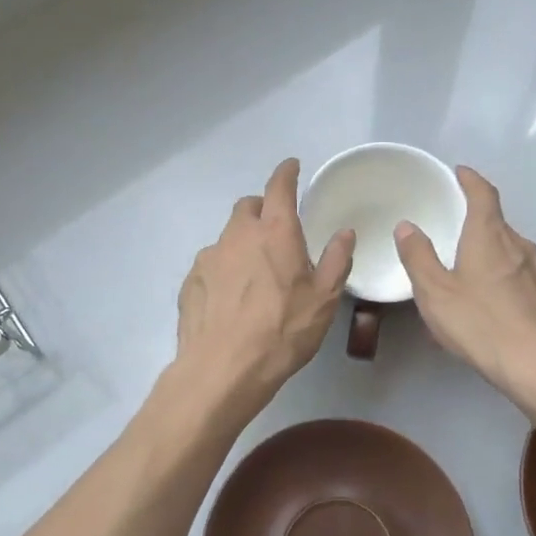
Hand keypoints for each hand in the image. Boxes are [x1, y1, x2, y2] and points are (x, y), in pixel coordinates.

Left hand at [176, 159, 355, 407]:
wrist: (223, 369)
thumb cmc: (283, 331)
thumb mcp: (324, 299)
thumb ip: (337, 260)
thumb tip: (345, 232)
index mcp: (275, 232)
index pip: (279, 187)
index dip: (286, 173)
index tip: (292, 166)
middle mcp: (238, 235)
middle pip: (247, 207)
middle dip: (262, 209)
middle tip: (276, 231)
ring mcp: (209, 257)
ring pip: (227, 237)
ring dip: (242, 243)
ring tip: (255, 275)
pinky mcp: (190, 281)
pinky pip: (211, 265)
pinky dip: (224, 270)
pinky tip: (232, 299)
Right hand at [395, 167, 535, 395]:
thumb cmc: (480, 323)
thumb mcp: (435, 292)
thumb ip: (418, 257)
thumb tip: (407, 226)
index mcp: (489, 236)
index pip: (484, 195)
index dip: (471, 180)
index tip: (460, 173)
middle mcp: (518, 246)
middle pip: (497, 222)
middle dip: (477, 220)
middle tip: (454, 228)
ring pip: (510, 251)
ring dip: (490, 251)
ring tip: (469, 270)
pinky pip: (520, 276)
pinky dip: (503, 277)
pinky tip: (491, 302)